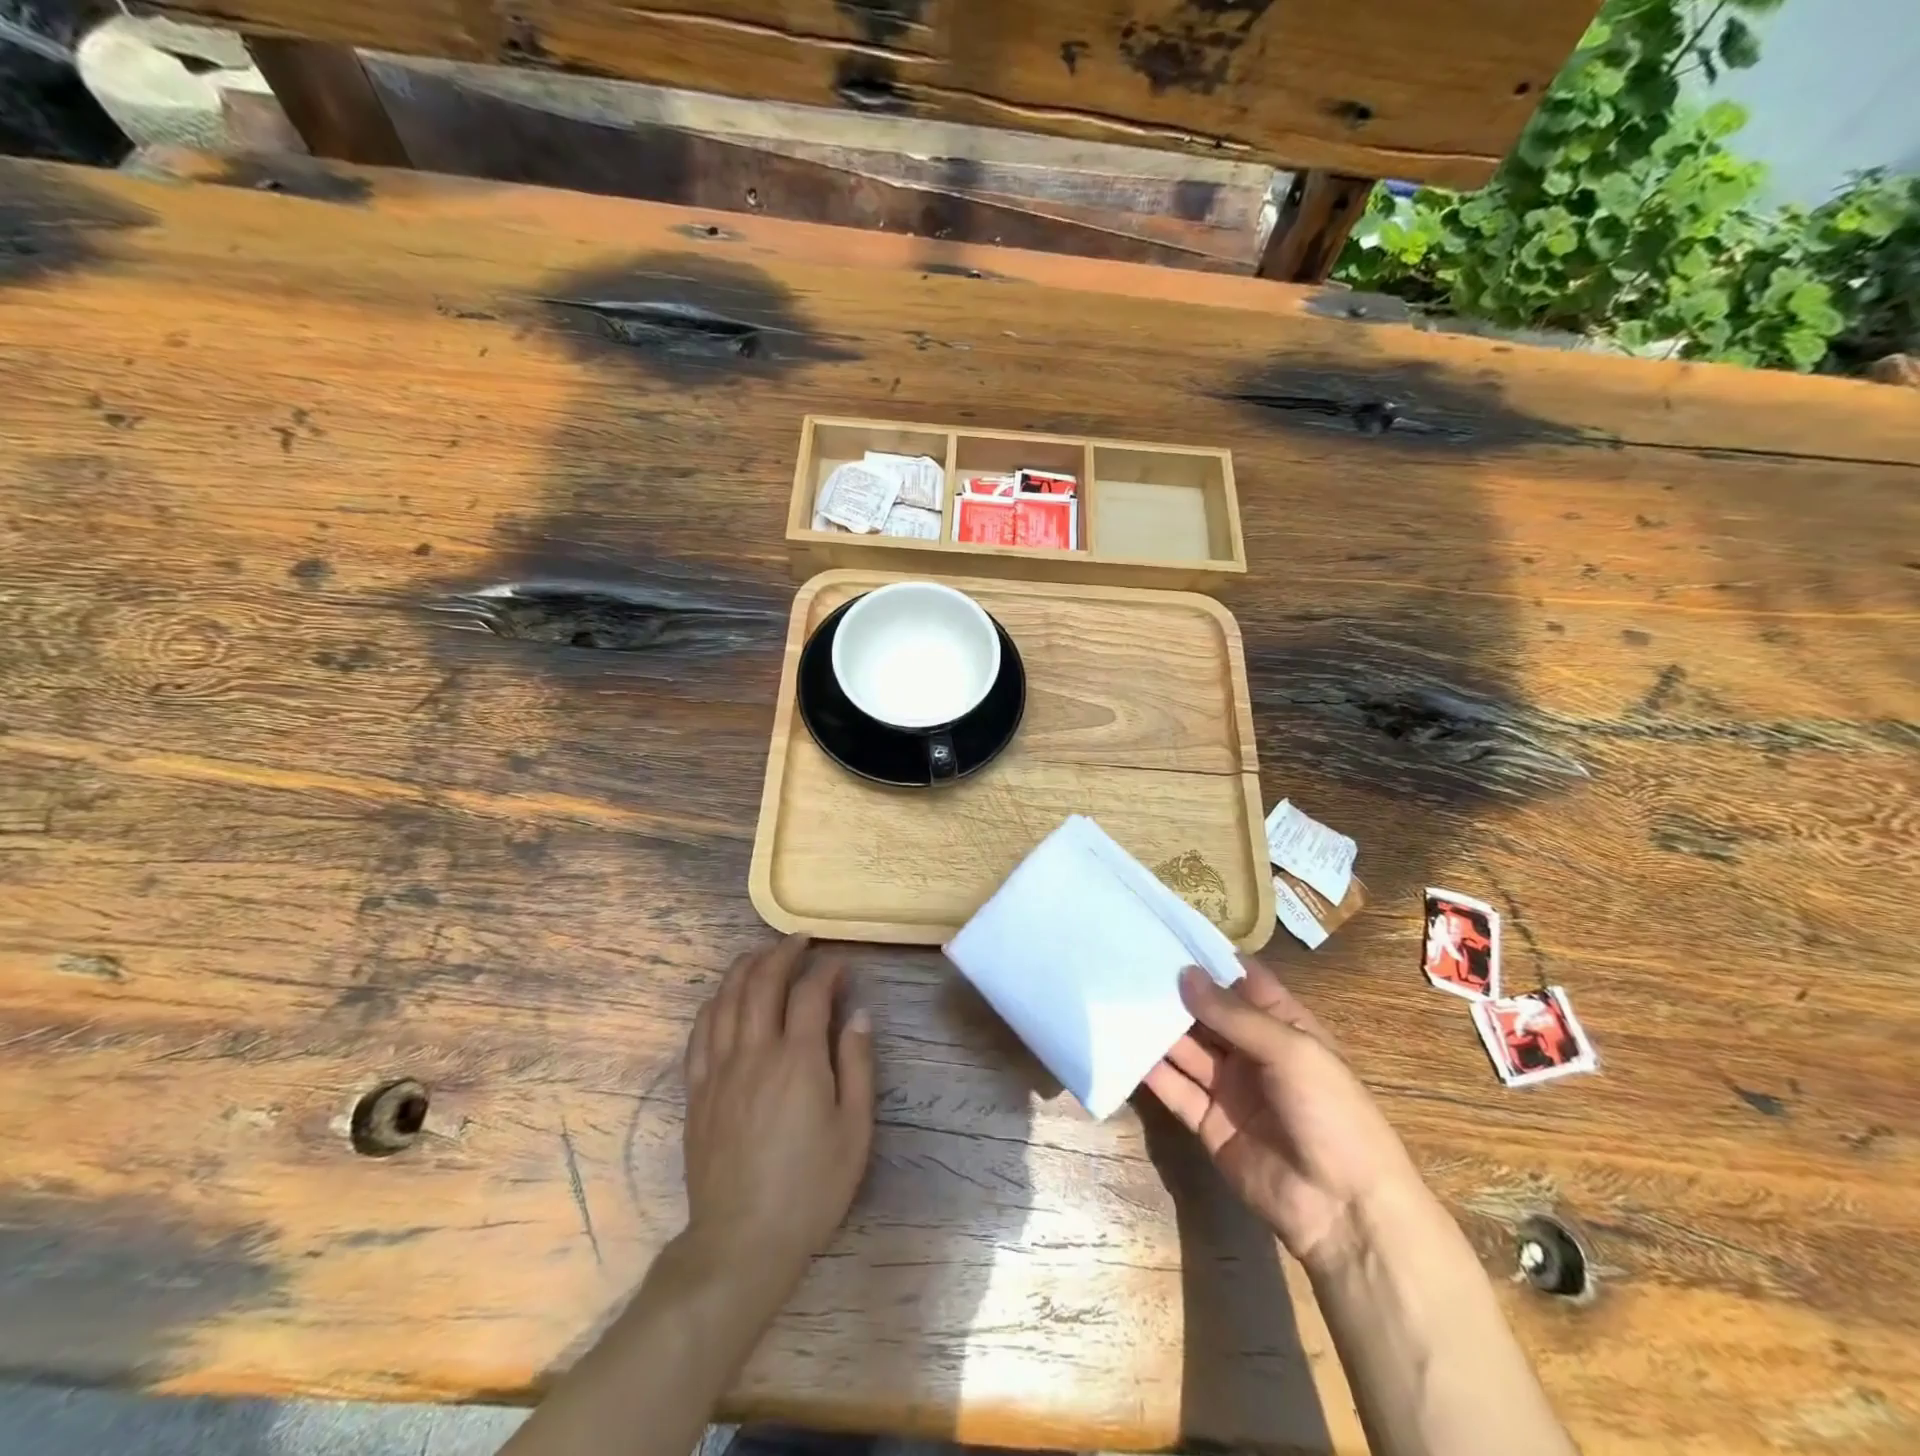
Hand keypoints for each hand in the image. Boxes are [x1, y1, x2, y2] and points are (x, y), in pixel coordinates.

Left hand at [682, 934, 874, 1292]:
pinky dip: (714, 1004)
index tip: (839, 965)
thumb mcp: (854, 1130)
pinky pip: (700, 1032)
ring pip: (726, 999)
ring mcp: (719, 1070)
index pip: (809, 993)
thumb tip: (859, 1015)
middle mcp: (754, 1053)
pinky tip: (724, 997)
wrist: (742, 1241)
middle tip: (800, 942)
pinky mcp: (697, 1091)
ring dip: (745, 968)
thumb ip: (857, 1065)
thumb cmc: (810, 1188)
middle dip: (782, 954)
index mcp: (797, 1060)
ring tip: (761, 955)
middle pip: (762, 983)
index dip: (826, 971)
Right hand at [1144, 960, 1424, 1267]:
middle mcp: (1252, 1051)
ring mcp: (1228, 1087)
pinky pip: (1175, 1089)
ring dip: (1158, 1027)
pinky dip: (1151, 1070)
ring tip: (1117, 999)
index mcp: (1283, 1026)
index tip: (1166, 933)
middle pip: (1207, 1013)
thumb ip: (1234, 1014)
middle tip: (1128, 964)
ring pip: (1186, 1048)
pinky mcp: (1207, 1122)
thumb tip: (1184, 973)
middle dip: (1173, 991)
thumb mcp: (1291, 1051)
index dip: (1209, 958)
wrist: (1344, 1211)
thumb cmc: (1332, 1115)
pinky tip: (1123, 1047)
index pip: (1242, 981)